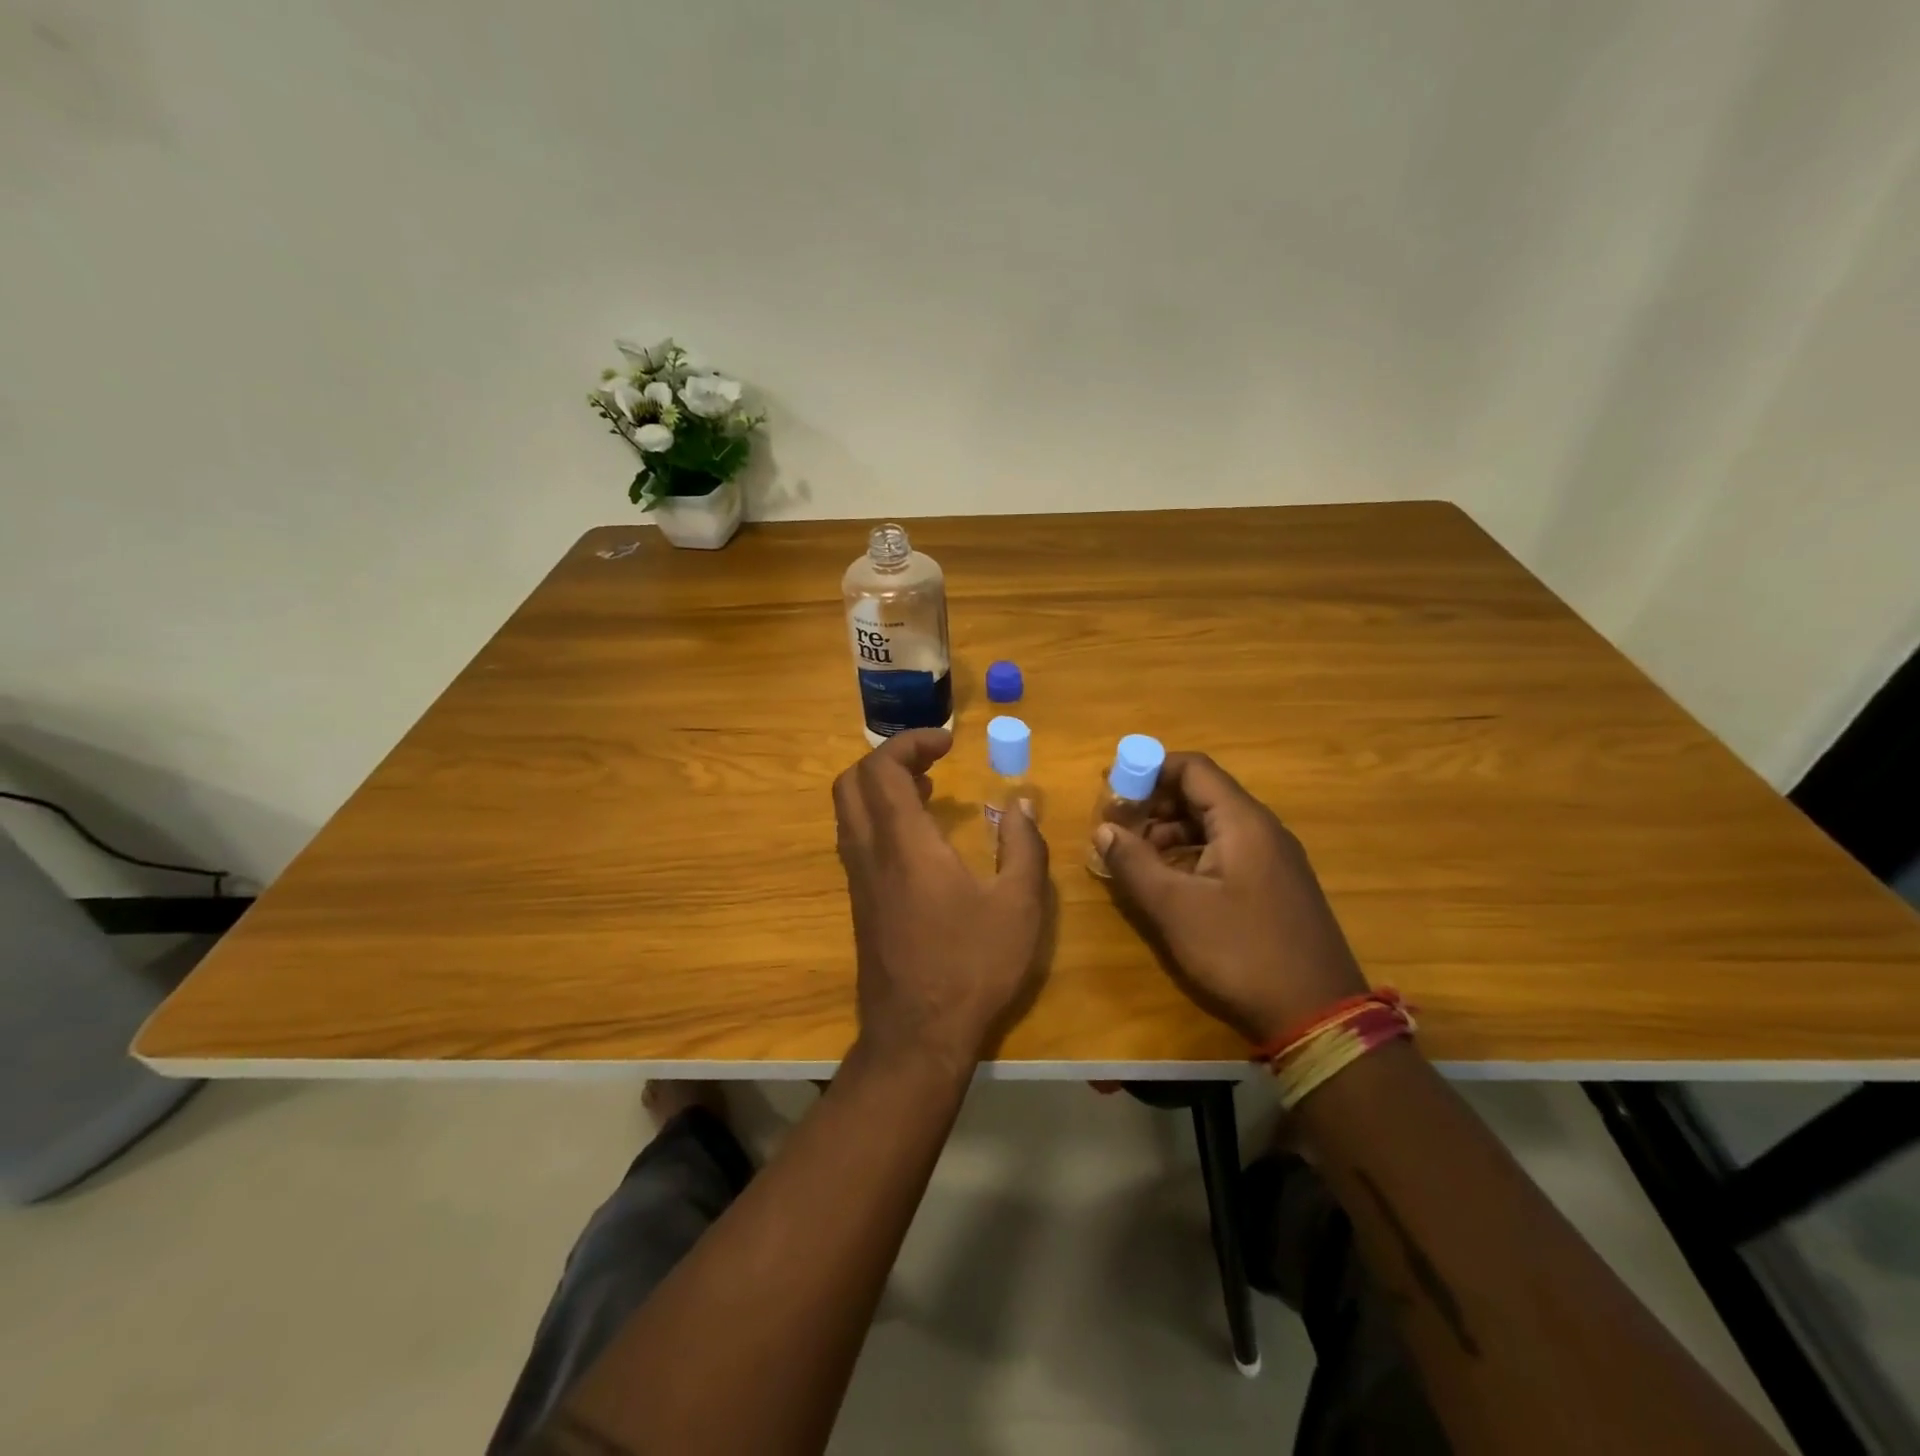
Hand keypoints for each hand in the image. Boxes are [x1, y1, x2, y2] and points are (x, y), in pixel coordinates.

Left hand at [834, 729, 1050, 1072]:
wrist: (917, 1037)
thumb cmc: (972, 966)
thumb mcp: (1019, 906)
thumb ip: (1023, 848)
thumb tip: (1021, 805)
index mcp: (904, 843)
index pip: (883, 768)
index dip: (910, 742)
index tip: (948, 743)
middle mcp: (870, 853)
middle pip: (852, 782)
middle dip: (888, 759)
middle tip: (933, 762)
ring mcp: (858, 880)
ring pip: (848, 812)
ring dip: (881, 788)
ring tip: (929, 791)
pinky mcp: (859, 903)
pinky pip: (856, 839)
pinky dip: (879, 818)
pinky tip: (919, 839)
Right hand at [1093, 752, 1366, 1044]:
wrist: (1318, 1015)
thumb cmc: (1241, 952)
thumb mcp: (1176, 908)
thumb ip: (1134, 863)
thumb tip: (1102, 829)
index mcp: (1243, 822)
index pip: (1193, 768)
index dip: (1149, 769)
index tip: (1112, 787)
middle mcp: (1263, 829)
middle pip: (1203, 793)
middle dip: (1155, 802)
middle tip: (1117, 825)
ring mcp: (1274, 858)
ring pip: (1214, 824)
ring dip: (1171, 829)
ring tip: (1136, 855)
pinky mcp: (1275, 885)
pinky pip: (1227, 850)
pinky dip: (1192, 852)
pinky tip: (1170, 880)